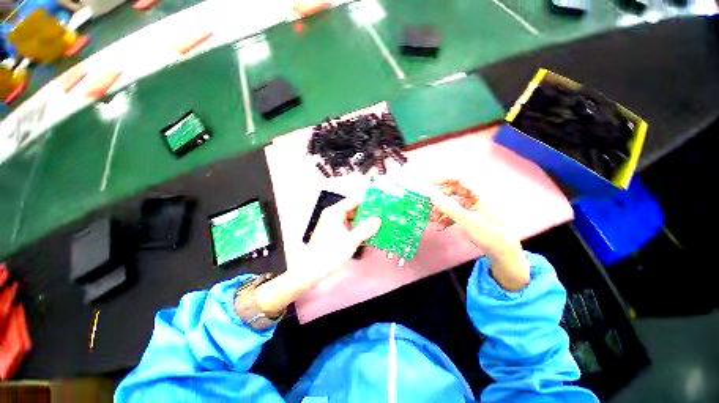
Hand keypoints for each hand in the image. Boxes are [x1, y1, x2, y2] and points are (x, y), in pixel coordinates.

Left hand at [254, 199, 380, 314]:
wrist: (312, 269)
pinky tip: (366, 233)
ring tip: (376, 225)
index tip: (379, 206)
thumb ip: (366, 228)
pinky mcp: (333, 232)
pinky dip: (356, 228)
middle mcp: (333, 215)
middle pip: (352, 209)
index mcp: (335, 212)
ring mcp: (332, 223)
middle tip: (380, 217)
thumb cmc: (331, 252)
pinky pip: (347, 226)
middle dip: (366, 213)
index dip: (366, 202)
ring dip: (362, 222)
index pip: (353, 200)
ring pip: (351, 218)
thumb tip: (378, 219)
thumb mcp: (351, 240)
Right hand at [429, 180, 529, 290]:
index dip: (445, 179)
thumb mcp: (466, 220)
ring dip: (442, 211)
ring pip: (454, 203)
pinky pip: (457, 213)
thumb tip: (432, 195)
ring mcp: (475, 207)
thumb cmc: (488, 233)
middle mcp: (477, 197)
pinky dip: (448, 218)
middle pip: (455, 191)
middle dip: (441, 199)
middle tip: (429, 205)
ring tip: (433, 220)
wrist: (503, 253)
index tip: (431, 184)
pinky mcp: (472, 216)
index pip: (460, 179)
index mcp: (480, 193)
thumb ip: (447, 207)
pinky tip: (441, 227)